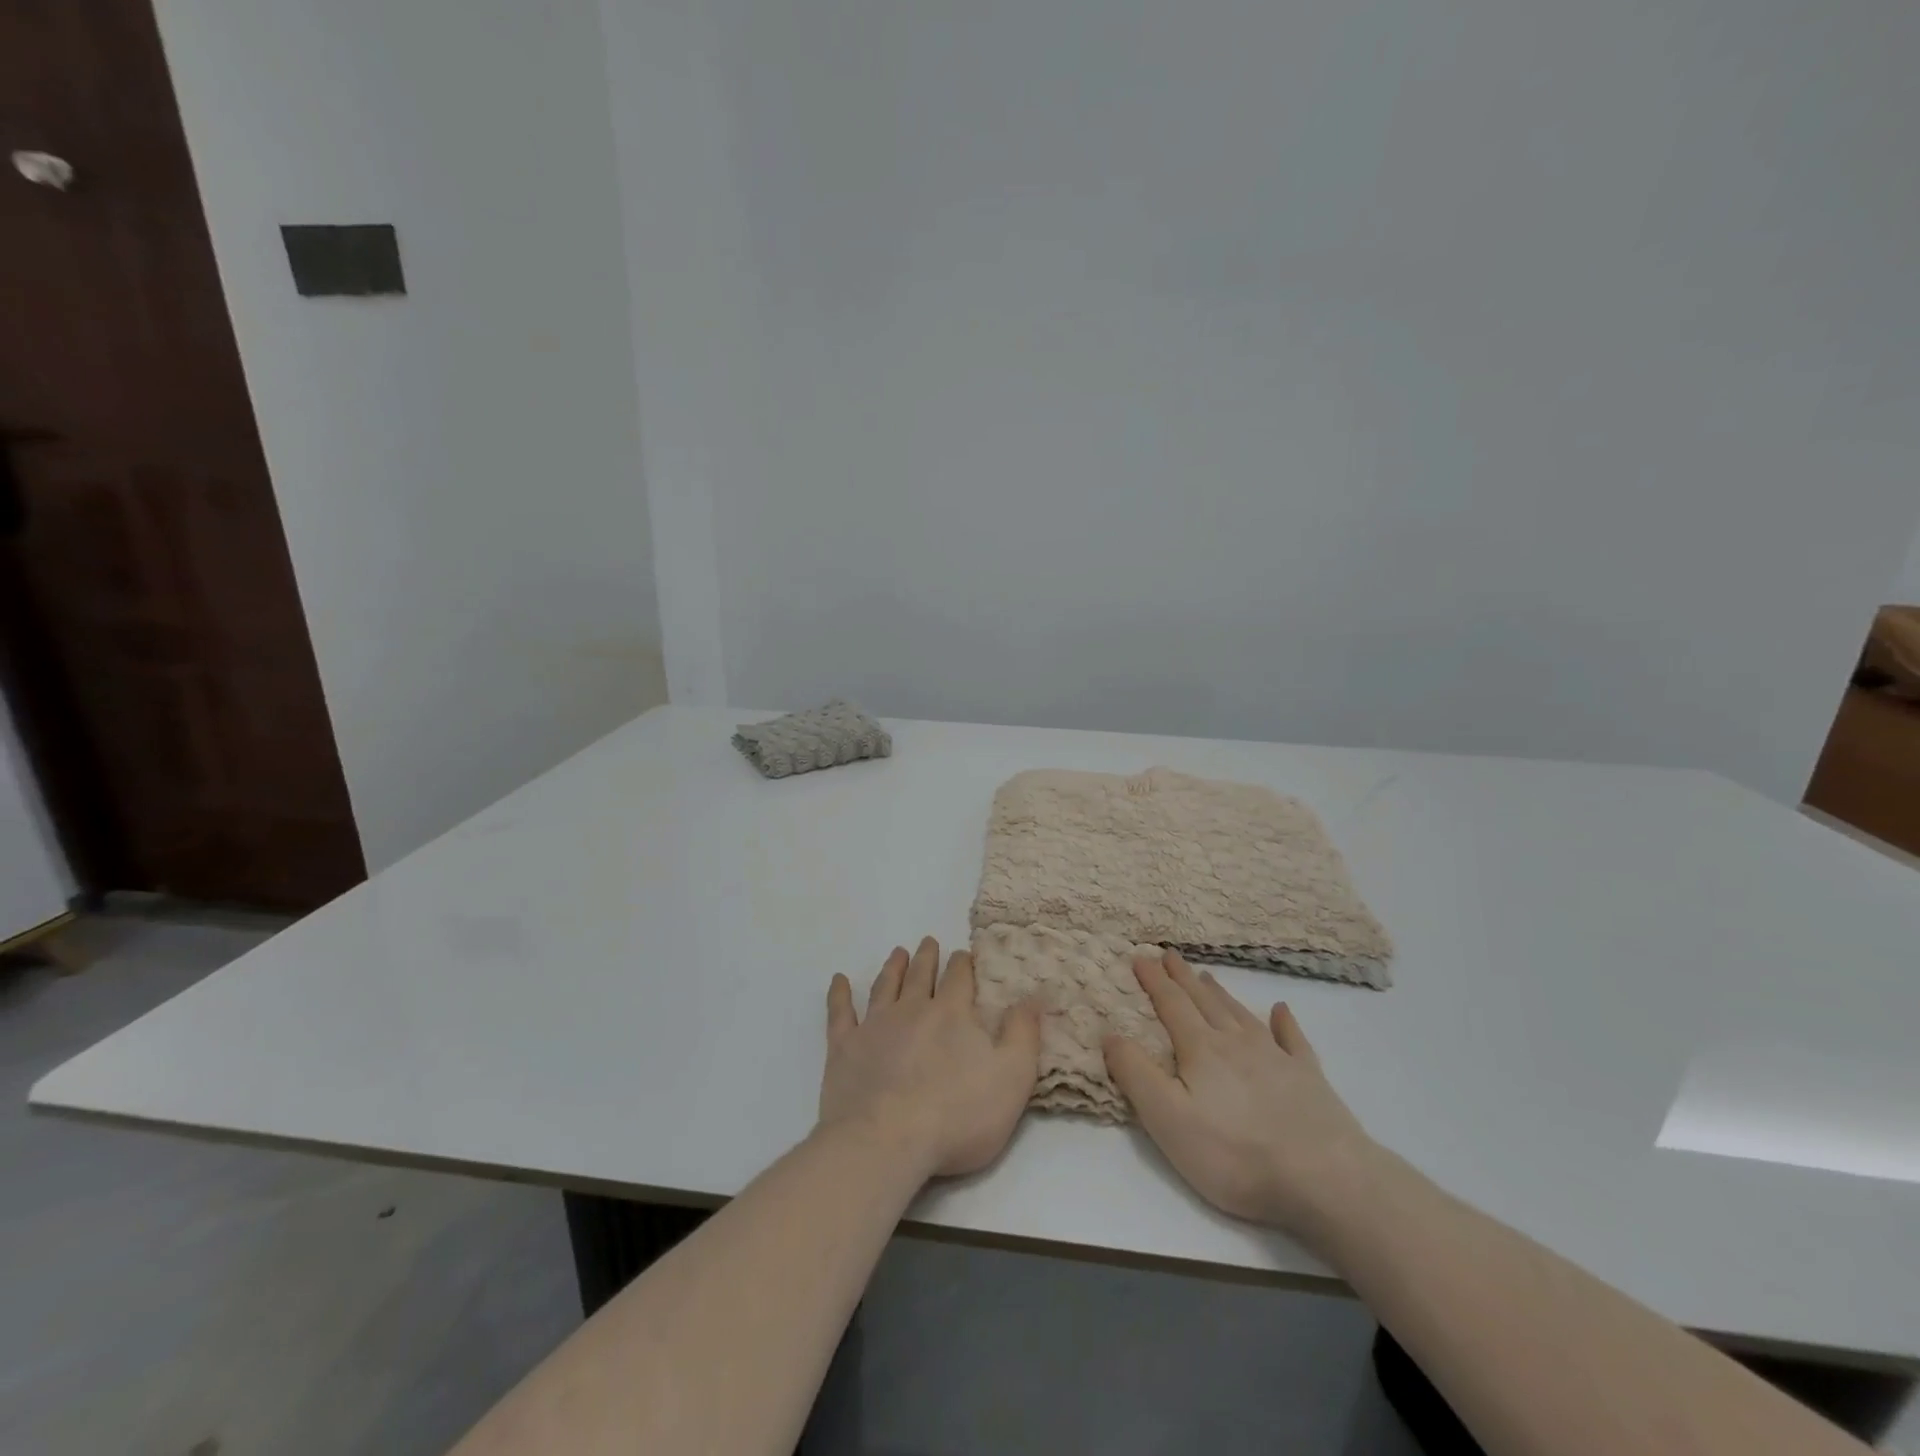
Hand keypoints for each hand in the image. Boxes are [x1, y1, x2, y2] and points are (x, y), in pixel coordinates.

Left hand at [820, 937, 1042, 1179]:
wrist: (886, 1142)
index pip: (959, 977)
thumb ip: (1024, 1034)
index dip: (963, 964)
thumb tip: (1033, 995)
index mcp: (952, 1014)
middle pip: (921, 974)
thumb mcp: (1012, 1078)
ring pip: (885, 986)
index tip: (964, 954)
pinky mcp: (844, 1048)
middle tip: (929, 942)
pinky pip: (840, 1013)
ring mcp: (875, 1026)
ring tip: (898, 952)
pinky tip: (839, 980)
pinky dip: (839, 995)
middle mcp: (912, 1009)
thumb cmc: (957, 1116)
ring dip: (893, 967)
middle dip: (928, 957)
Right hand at [1102, 950, 1377, 1242]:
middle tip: (1170, 954)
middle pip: (1204, 1001)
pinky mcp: (1309, 1078)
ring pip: (1240, 1014)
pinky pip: (1293, 1039)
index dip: (1153, 980)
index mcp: (1200, 1050)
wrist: (1325, 1178)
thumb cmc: (1235, 1153)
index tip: (1140, 956)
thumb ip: (1135, 1073)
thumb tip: (1110, 1033)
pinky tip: (1281, 1010)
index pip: (1171, 1005)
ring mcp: (1276, 1057)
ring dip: (1221, 993)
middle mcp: (1236, 1042)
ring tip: (1207, 976)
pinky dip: (1285, 1022)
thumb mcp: (1167, 1119)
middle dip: (1183, 977)